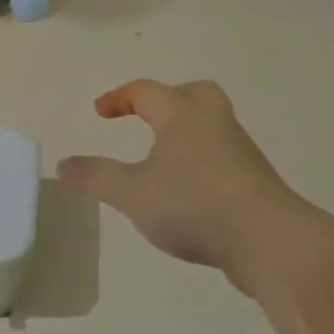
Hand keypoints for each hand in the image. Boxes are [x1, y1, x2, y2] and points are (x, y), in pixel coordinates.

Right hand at [58, 79, 306, 284]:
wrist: (269, 241)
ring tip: (161, 159)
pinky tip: (186, 191)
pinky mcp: (253, 181)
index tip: (100, 113)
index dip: (119, 98)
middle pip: (194, 93)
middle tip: (146, 117)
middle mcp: (215, 124)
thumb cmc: (194, 205)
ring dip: (185, 132)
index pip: (147, 92)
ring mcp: (239, 152)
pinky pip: (222, 156)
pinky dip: (200, 161)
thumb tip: (64, 164)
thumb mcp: (132, 193)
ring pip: (211, 125)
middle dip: (167, 99)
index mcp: (183, 116)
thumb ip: (95, 177)